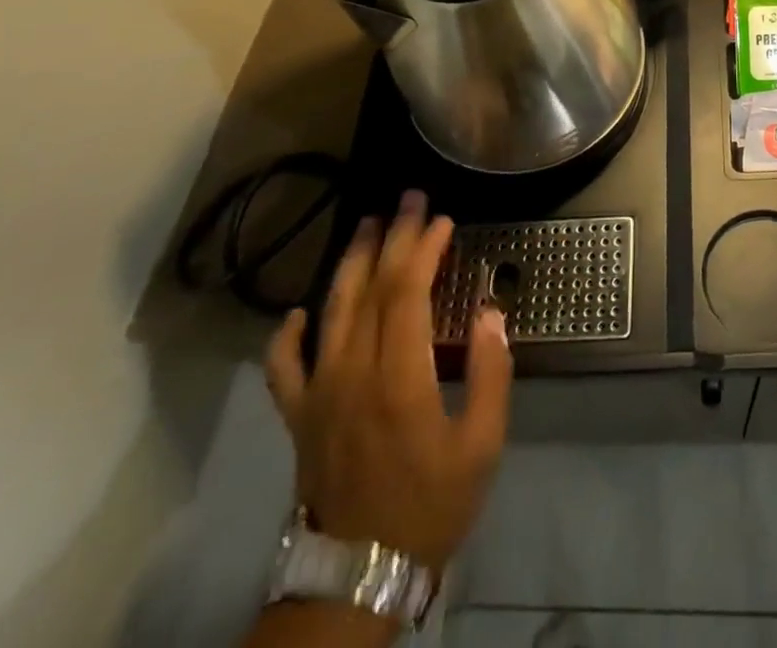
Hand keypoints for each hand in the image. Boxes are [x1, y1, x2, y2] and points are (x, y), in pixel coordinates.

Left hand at [265, 191, 512, 570]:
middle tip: (409, 200)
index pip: (406, 293)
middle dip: (392, 238)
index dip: (423, 250)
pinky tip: (299, 312)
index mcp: (398, 377)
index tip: (443, 221)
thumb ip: (491, 373)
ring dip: (349, 263)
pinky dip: (287, 335)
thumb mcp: (481, 444)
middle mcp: (352, 373)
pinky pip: (284, 368)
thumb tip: (491, 314)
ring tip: (366, 225)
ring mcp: (319, 394)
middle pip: (370, 289)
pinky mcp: (299, 417)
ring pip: (330, 312)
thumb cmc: (430, 505)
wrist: (359, 575)